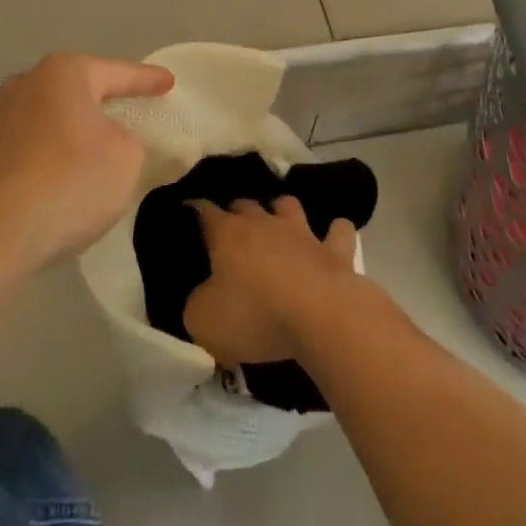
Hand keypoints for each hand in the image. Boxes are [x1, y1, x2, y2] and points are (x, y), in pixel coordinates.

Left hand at [0, 53, 173, 273]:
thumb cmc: (70, 183)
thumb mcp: (127, 159)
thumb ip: (129, 140)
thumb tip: (110, 139)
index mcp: (64, 74)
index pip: (117, 73)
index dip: (147, 80)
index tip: (168, 82)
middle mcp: (26, 85)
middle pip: (76, 89)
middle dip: (101, 99)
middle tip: (128, 108)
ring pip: (48, 117)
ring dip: (70, 129)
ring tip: (93, 147)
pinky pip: (28, 146)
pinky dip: (47, 155)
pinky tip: (59, 177)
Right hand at [183, 197, 358, 365]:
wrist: (321, 316)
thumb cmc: (256, 316)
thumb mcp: (204, 321)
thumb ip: (196, 304)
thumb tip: (203, 296)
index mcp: (227, 234)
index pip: (204, 211)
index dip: (194, 211)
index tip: (187, 213)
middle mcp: (263, 222)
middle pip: (245, 203)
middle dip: (236, 210)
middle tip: (231, 227)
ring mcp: (302, 232)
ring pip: (288, 205)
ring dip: (281, 210)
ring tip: (278, 222)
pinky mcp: (334, 250)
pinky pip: (338, 230)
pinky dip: (334, 232)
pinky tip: (331, 238)